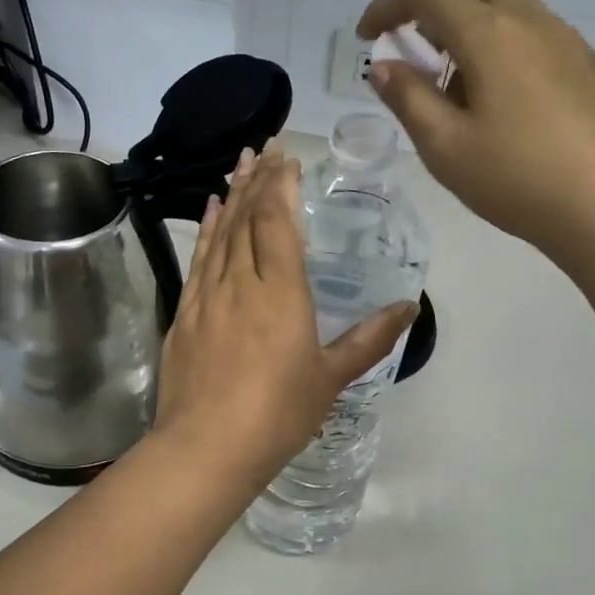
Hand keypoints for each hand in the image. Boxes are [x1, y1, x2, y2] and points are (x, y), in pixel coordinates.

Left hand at [154, 142, 416, 486]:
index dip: (281, 186)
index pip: (278, 222)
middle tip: (262, 146)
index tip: (286, 157)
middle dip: (257, 179)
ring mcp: (207, 296)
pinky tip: (210, 212)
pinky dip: (206, 230)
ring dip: (232, 196)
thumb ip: (370, 339)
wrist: (206, 448)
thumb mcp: (331, 377)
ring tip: (238, 164)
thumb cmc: (278, 414)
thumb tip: (409, 308)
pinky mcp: (185, 314)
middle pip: (248, 219)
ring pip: (220, 233)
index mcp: (281, 292)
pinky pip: (198, 259)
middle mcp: (241, 282)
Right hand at [359, 0, 594, 262]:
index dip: (388, 2)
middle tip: (422, 59)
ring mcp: (570, 42)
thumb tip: (384, 66)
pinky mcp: (593, 69)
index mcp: (490, 34)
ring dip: (475, 32)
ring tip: (463, 94)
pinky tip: (509, 111)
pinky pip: (540, 38)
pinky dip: (508, 51)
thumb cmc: (518, 179)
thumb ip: (408, 99)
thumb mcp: (445, 148)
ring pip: (512, 10)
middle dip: (437, 9)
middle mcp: (533, 22)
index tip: (368, 37)